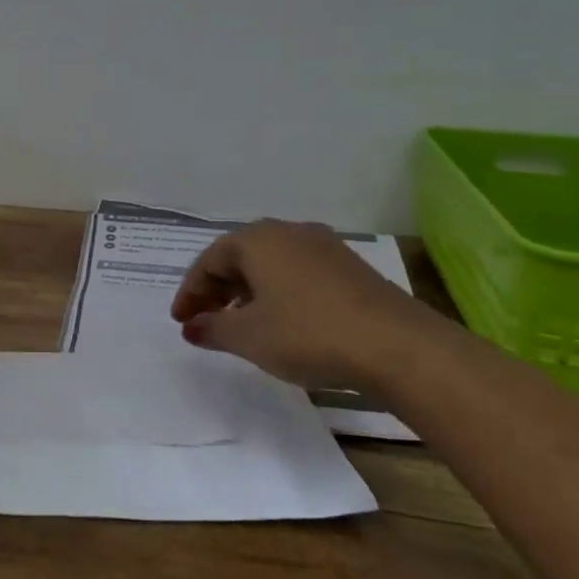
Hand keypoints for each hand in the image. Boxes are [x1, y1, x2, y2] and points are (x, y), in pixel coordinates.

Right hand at [170, 220, 440, 387]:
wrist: (398, 346)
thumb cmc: (308, 334)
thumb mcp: (249, 337)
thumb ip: (213, 328)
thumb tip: (192, 326)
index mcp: (256, 239)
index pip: (208, 261)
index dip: (190, 292)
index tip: (181, 321)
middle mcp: (288, 232)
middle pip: (239, 257)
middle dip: (217, 289)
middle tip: (205, 321)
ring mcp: (323, 246)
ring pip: (270, 264)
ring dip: (248, 291)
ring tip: (241, 324)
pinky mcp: (350, 267)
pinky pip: (297, 272)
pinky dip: (278, 293)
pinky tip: (283, 321)